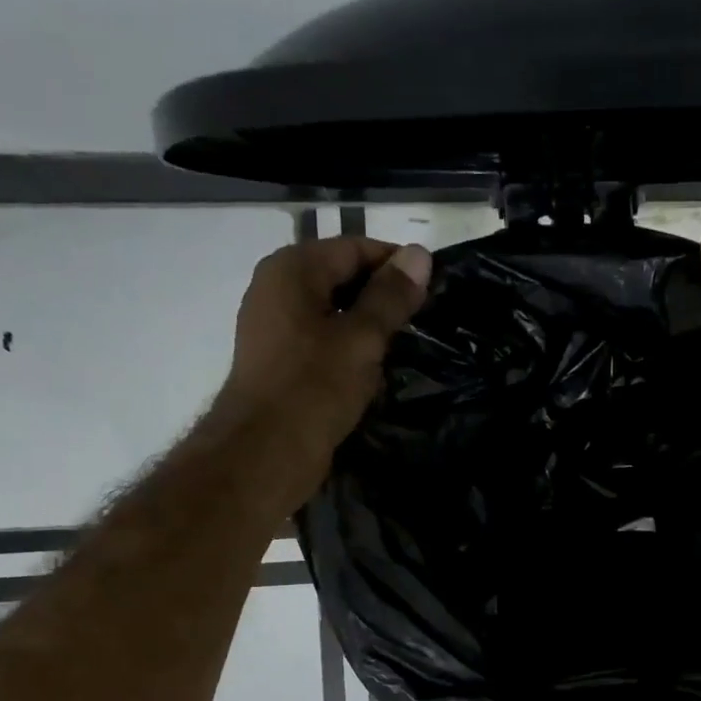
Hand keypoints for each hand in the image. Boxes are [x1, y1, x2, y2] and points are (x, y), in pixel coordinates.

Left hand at [217, 235, 430, 488]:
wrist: (265, 452)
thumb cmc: (314, 387)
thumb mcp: (362, 338)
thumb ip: (391, 295)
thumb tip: (420, 254)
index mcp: (292, 270)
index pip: (354, 248)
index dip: (397, 264)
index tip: (435, 288)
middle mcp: (278, 288)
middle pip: (343, 277)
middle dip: (384, 297)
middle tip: (425, 320)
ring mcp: (276, 326)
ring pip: (335, 311)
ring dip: (370, 327)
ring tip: (405, 346)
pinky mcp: (281, 360)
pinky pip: (324, 340)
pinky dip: (351, 348)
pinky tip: (375, 371)